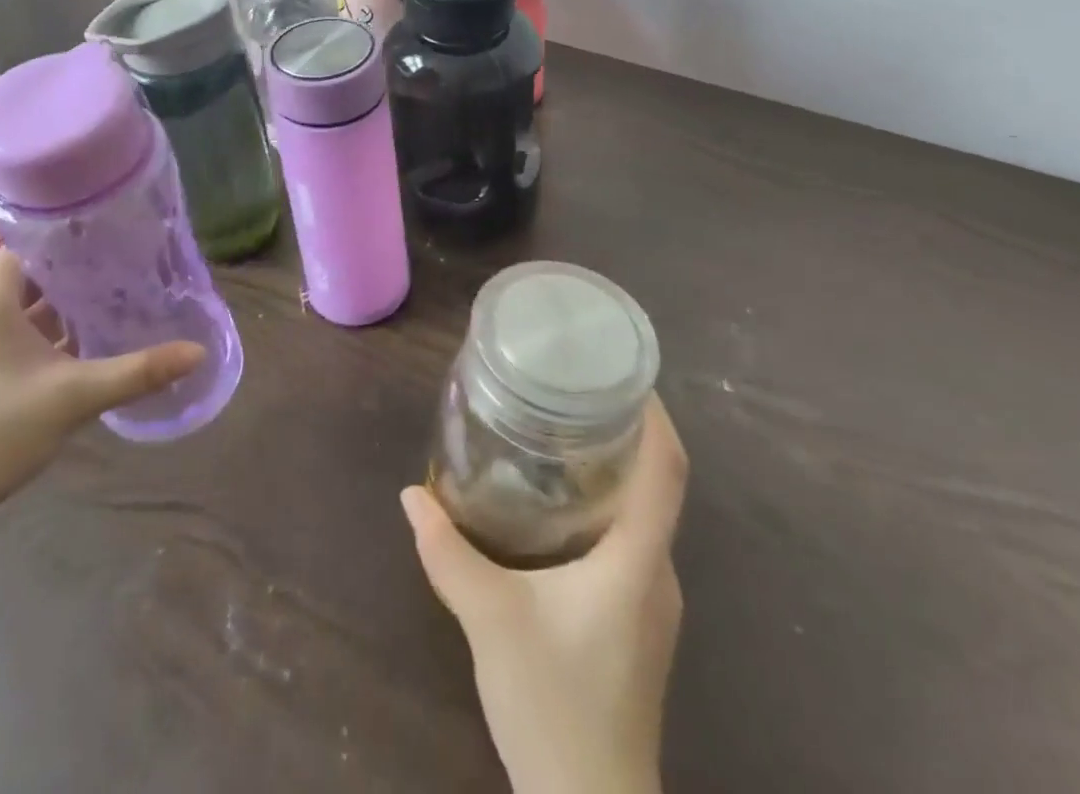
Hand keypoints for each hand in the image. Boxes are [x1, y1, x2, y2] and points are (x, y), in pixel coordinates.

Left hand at [0, 248, 203, 550]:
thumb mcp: (72, 396)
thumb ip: (137, 371)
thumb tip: (198, 352)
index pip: (38, 241)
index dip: (79, 232)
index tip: (124, 227)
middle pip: (42, 273)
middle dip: (88, 268)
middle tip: (139, 261)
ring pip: (35, 308)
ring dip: (75, 304)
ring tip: (127, 295)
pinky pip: (28, 336)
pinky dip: (60, 334)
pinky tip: (97, 342)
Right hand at [401, 396, 686, 793]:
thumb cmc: (553, 706)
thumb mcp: (490, 621)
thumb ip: (448, 553)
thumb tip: (411, 495)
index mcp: (637, 561)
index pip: (668, 470)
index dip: (655, 416)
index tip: (623, 372)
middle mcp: (658, 572)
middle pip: (657, 484)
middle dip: (625, 432)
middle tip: (574, 392)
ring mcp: (654, 601)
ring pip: (643, 514)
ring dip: (614, 471)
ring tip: (563, 435)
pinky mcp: (640, 622)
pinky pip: (631, 541)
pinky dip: (606, 508)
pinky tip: (561, 507)